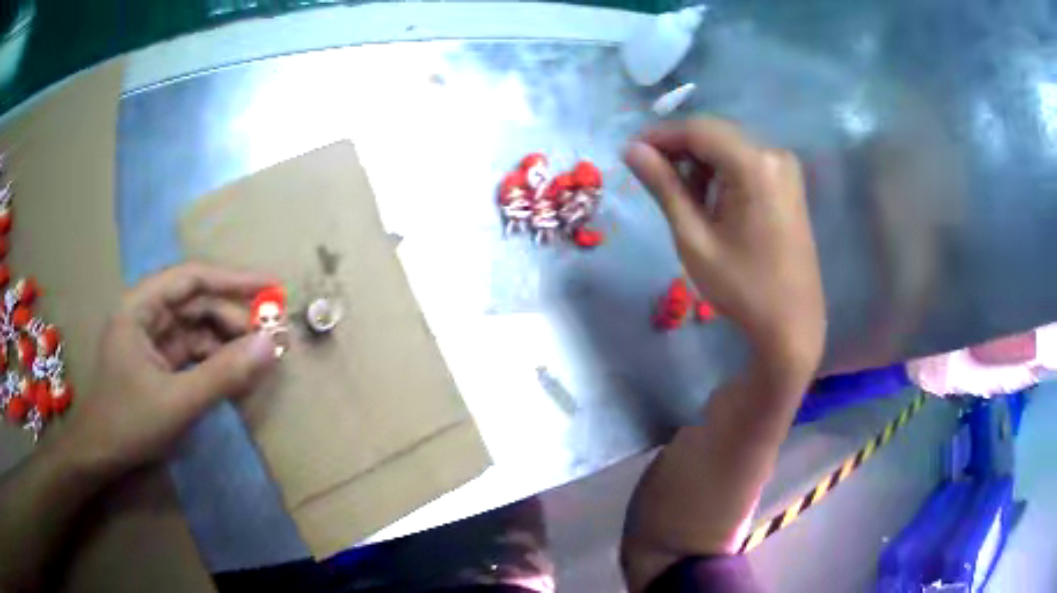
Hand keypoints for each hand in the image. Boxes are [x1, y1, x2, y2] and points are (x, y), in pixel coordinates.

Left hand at [61, 263, 278, 473]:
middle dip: (233, 319)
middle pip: (196, 304)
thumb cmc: (129, 422)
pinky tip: (235, 376)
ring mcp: (152, 339)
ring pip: (197, 329)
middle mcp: (146, 314)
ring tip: (257, 360)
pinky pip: (192, 352)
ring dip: (227, 343)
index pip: (191, 279)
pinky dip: (214, 362)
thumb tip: (270, 346)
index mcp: (140, 307)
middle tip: (270, 339)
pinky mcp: (158, 363)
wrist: (101, 456)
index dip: (232, 280)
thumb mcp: (178, 402)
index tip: (270, 287)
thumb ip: (223, 375)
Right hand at [625, 118, 825, 385]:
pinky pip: (746, 161)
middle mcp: (775, 154)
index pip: (698, 129)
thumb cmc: (741, 288)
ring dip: (700, 161)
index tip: (629, 152)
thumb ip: (663, 186)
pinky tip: (710, 199)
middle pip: (715, 133)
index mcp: (755, 165)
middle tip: (650, 176)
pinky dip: (721, 171)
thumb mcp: (694, 238)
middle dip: (679, 148)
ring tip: (681, 196)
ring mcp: (786, 168)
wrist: (791, 325)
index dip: (659, 135)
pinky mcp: (788, 182)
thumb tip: (630, 149)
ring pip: (729, 145)